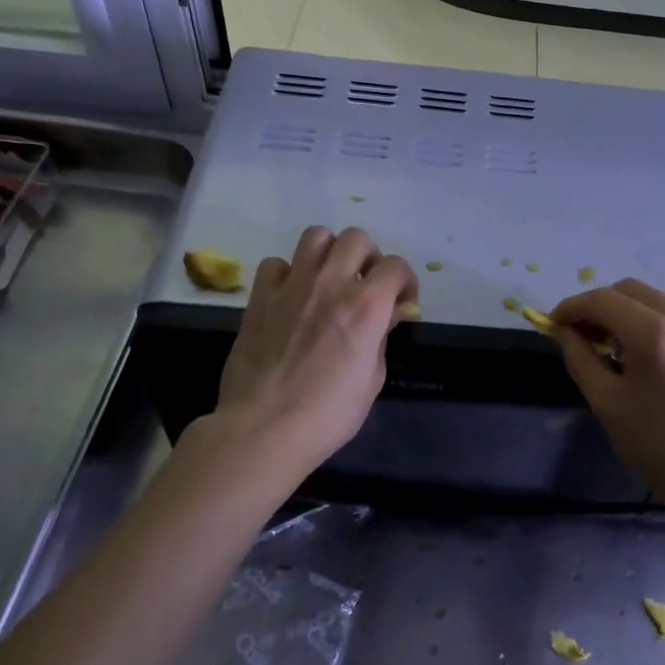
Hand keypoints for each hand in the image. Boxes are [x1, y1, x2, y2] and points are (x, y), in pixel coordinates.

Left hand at [211, 226, 416, 476]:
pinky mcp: (260, 297)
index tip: (401, 302)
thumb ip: (381, 339)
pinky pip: (276, 264)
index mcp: (367, 306)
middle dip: (369, 258)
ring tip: (330, 278)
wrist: (264, 429)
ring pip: (316, 236)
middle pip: (357, 238)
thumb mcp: (372, 380)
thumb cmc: (328, 414)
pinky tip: (291, 296)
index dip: (405, 281)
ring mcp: (292, 286)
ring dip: (330, 252)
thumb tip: (386, 318)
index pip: (396, 266)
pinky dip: (288, 273)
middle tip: (366, 285)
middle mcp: (331, 283)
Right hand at [550, 280, 664, 523]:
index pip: (602, 299)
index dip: (571, 307)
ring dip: (620, 312)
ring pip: (649, 299)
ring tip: (602, 346)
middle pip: (627, 290)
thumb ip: (580, 358)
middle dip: (595, 306)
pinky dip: (643, 321)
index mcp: (655, 333)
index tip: (551, 325)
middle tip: (575, 336)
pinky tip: (633, 352)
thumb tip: (561, 331)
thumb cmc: (659, 446)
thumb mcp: (607, 403)